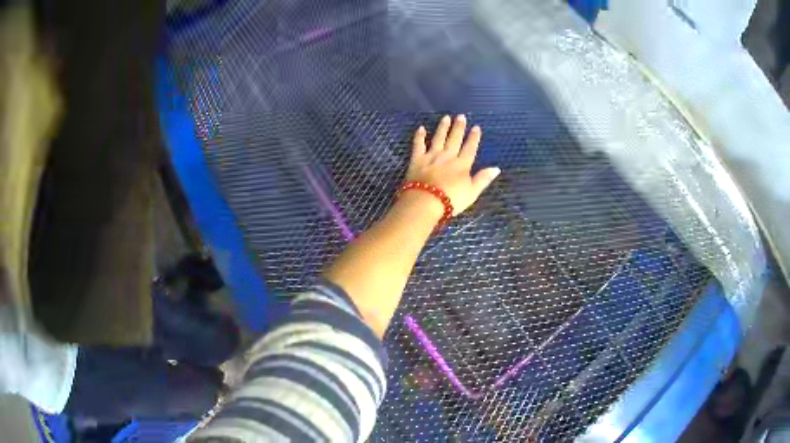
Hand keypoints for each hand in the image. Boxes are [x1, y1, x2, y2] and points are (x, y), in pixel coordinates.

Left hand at [405, 114, 500, 215]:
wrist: (425, 202)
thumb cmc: (451, 200)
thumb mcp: (472, 193)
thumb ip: (483, 179)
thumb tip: (496, 168)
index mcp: (462, 165)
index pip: (470, 148)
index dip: (474, 138)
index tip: (476, 127)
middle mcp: (448, 156)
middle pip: (455, 139)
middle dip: (459, 127)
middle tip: (461, 116)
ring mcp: (431, 156)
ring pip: (438, 138)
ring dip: (443, 127)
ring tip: (446, 117)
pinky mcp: (417, 159)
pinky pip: (418, 144)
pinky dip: (419, 136)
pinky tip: (421, 128)